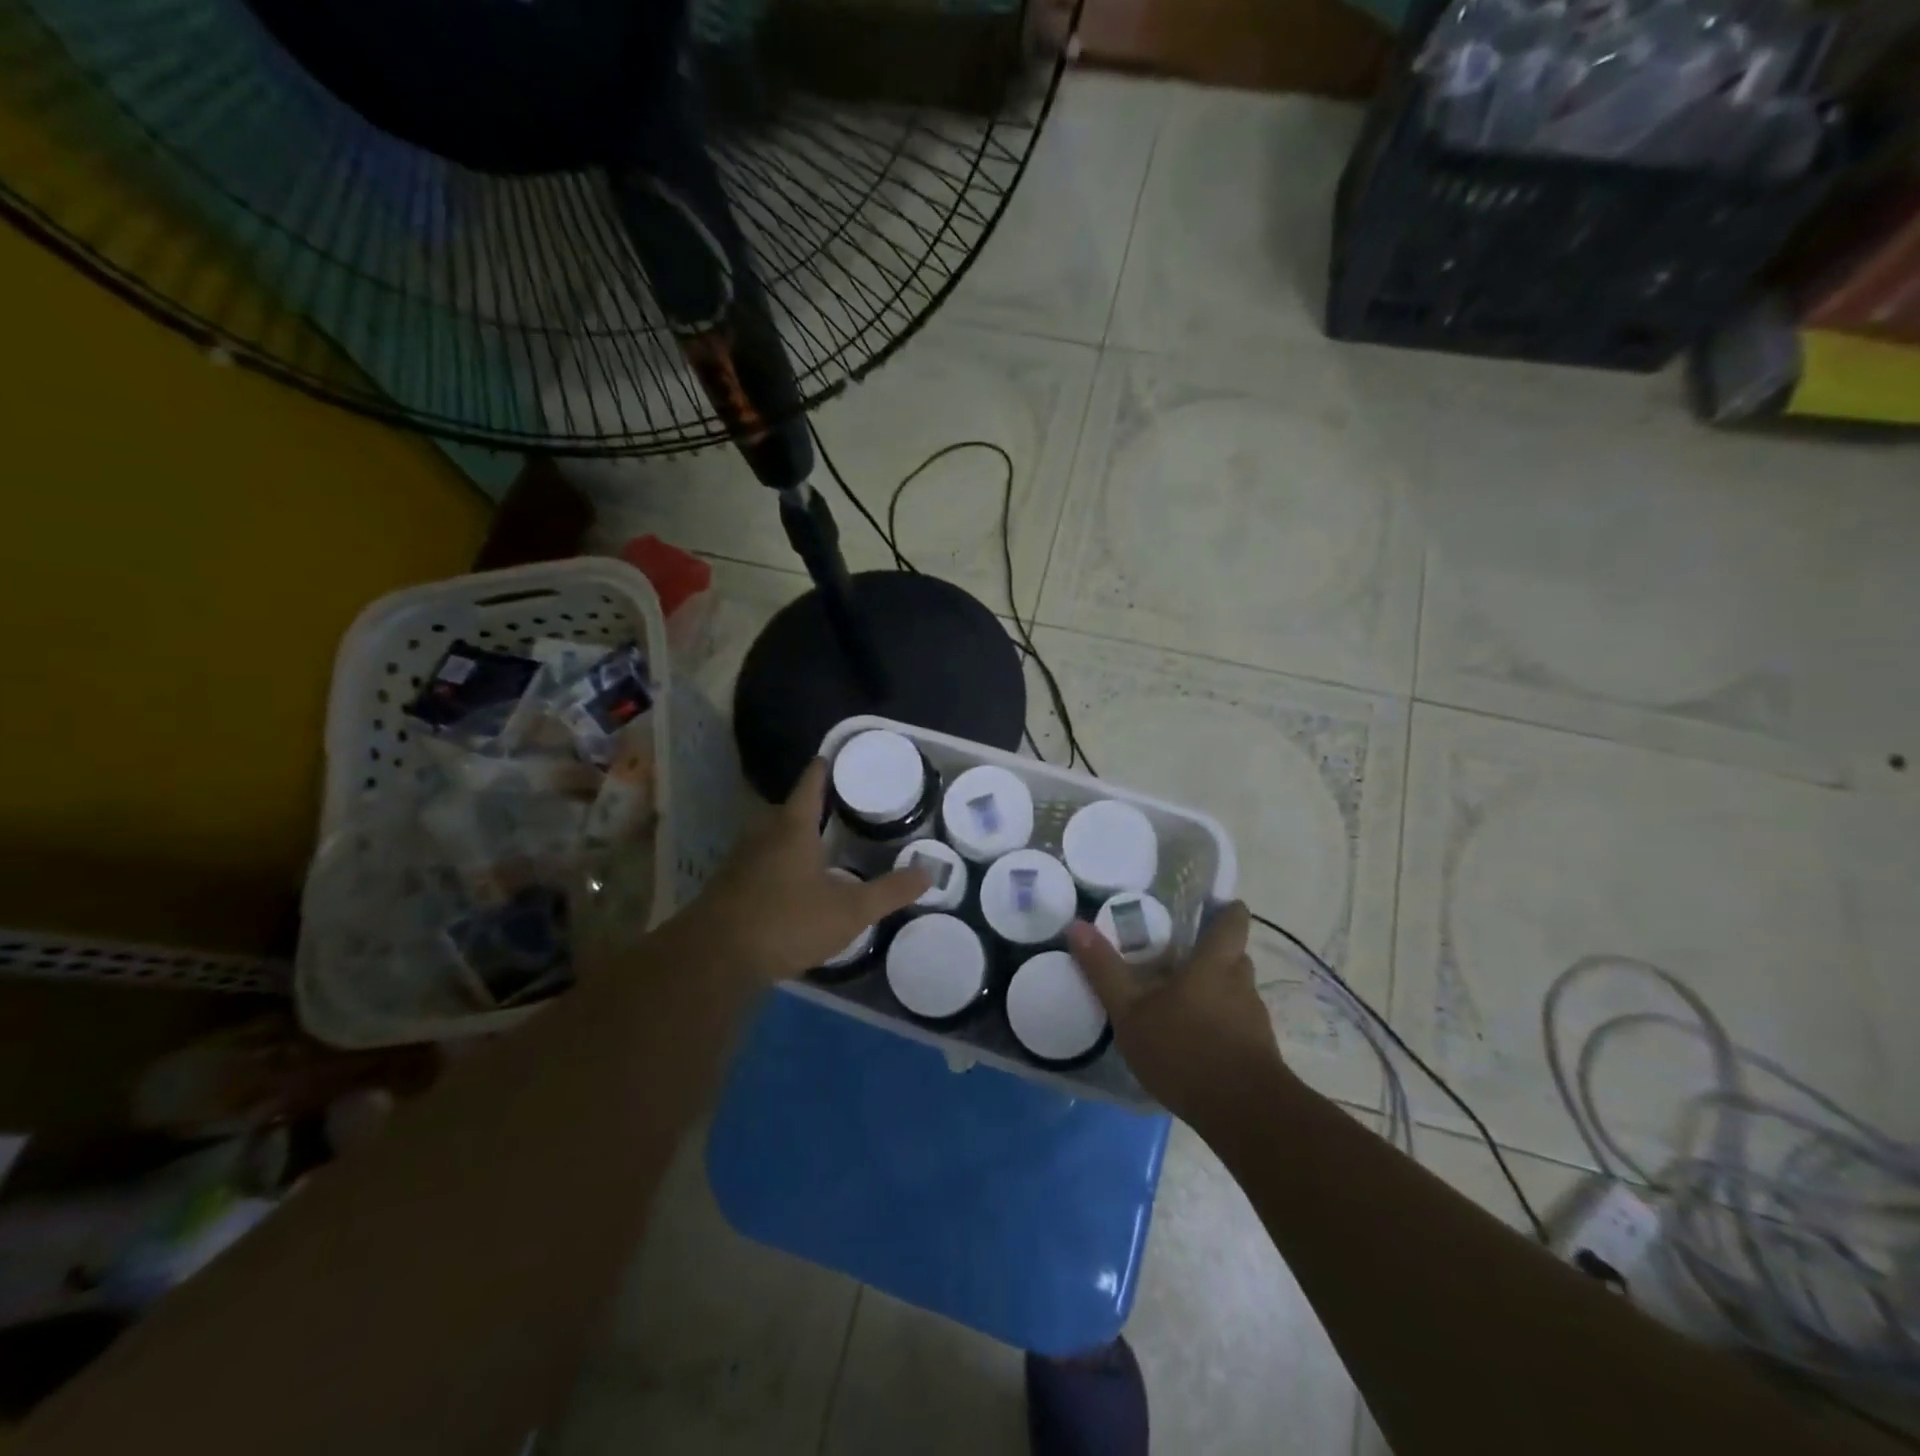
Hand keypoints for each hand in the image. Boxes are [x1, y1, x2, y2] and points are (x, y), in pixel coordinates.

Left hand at [672, 758, 929, 984]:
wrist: (715, 959)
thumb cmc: (787, 921)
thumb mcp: (849, 911)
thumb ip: (889, 892)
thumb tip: (929, 872)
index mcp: (793, 828)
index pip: (810, 784)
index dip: (823, 768)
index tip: (833, 755)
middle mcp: (763, 835)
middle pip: (788, 809)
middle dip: (810, 805)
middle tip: (838, 806)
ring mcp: (740, 861)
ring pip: (770, 837)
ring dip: (791, 835)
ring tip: (818, 843)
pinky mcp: (728, 887)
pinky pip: (758, 862)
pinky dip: (777, 862)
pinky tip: (791, 883)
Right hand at [1067, 902, 1290, 1128]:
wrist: (1244, 1115)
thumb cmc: (1185, 1050)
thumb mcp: (1131, 1011)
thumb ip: (1105, 970)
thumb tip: (1076, 926)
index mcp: (1215, 962)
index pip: (1234, 919)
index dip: (1225, 909)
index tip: (1208, 908)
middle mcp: (1241, 983)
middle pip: (1234, 955)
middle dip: (1211, 954)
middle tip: (1178, 957)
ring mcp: (1255, 1020)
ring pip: (1236, 992)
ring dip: (1215, 992)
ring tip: (1182, 1003)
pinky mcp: (1260, 1053)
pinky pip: (1239, 1025)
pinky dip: (1221, 1026)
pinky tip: (1195, 1043)